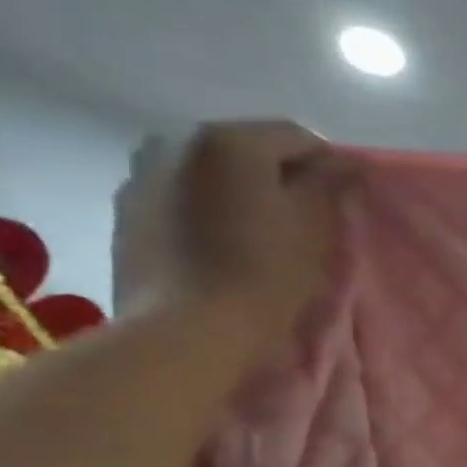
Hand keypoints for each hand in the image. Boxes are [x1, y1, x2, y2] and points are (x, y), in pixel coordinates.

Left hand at [114, 120, 355, 356]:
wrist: (186, 330)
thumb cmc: (263, 274)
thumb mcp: (314, 228)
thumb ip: (328, 185)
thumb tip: (340, 162)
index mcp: (230, 139)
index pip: (297, 136)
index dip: (327, 164)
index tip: (341, 198)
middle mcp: (178, 139)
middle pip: (248, 148)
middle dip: (278, 175)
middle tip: (301, 216)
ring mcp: (142, 172)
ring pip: (210, 171)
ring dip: (237, 190)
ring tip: (256, 230)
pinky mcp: (125, 209)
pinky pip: (179, 195)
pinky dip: (204, 207)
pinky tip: (218, 243)